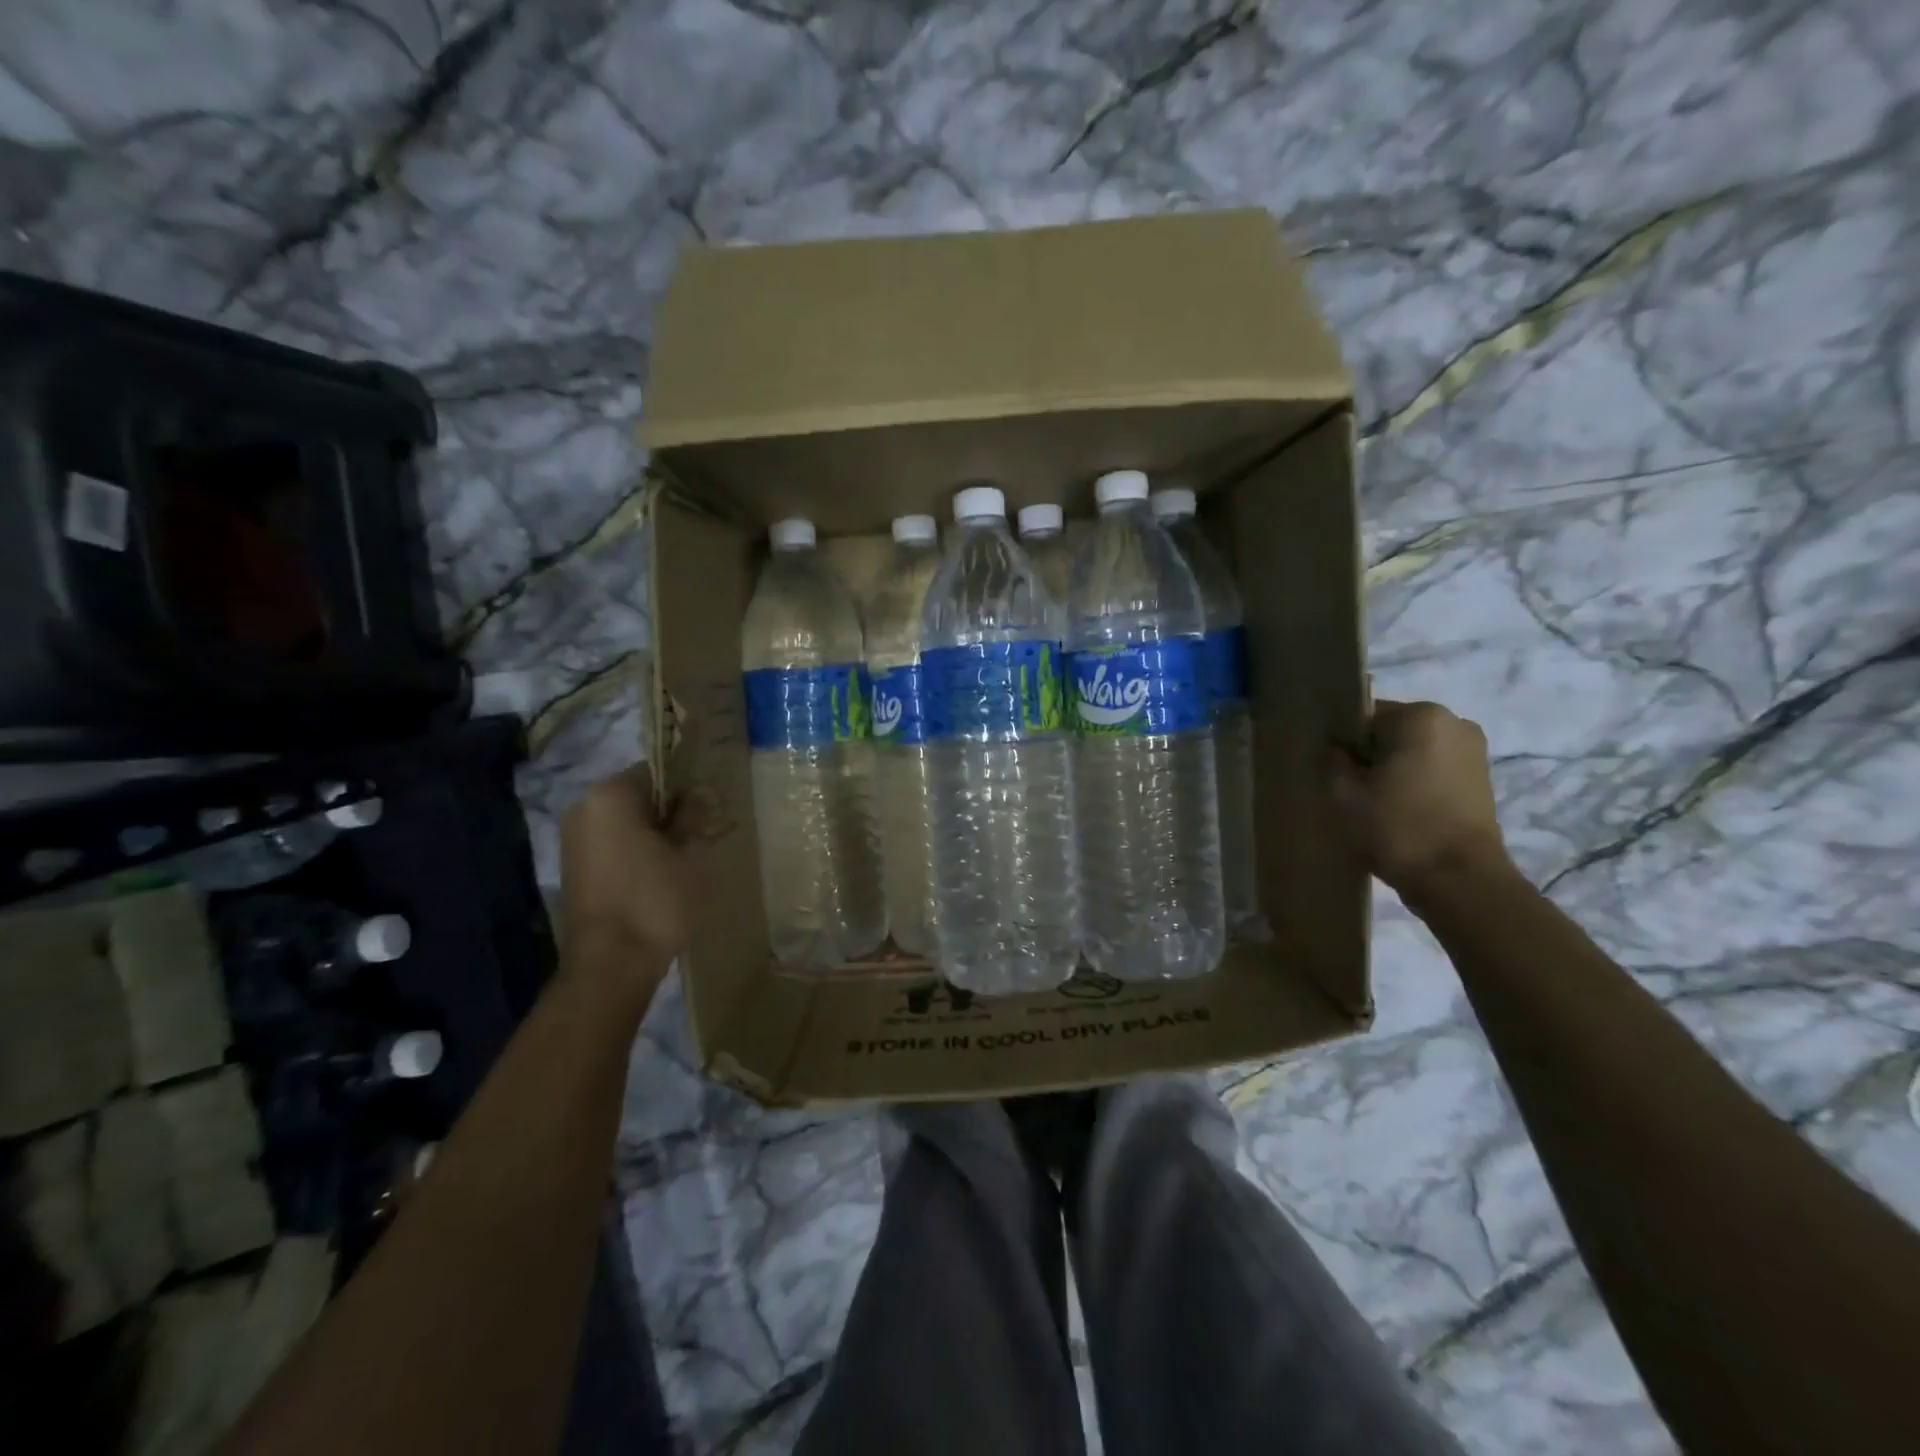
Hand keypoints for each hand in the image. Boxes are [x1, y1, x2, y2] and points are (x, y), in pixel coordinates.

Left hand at [558, 764, 699, 980]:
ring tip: (684, 857)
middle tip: (702, 834)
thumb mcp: (688, 853)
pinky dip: (636, 851)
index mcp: (610, 795)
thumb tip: (701, 791)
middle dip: (670, 811)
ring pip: (625, 822)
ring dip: (654, 833)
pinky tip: (660, 874)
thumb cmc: (655, 900)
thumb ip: (694, 815)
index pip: (656, 771)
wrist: (611, 964)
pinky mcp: (574, 868)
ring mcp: (574, 839)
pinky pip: (613, 844)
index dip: (687, 787)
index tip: (709, 809)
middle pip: (638, 795)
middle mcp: (584, 808)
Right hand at [1328, 699, 1511, 898]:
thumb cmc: (1398, 828)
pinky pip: (1432, 768)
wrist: (1460, 881)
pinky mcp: (1481, 779)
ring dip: (1391, 770)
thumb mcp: (1344, 794)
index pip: (1363, 716)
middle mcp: (1454, 722)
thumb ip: (1332, 760)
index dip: (1342, 743)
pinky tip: (1399, 810)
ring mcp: (1473, 751)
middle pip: (1390, 731)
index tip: (1333, 772)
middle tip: (1350, 790)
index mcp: (1421, 716)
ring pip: (1412, 751)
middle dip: (1369, 755)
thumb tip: (1334, 749)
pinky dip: (1413, 782)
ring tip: (1374, 804)